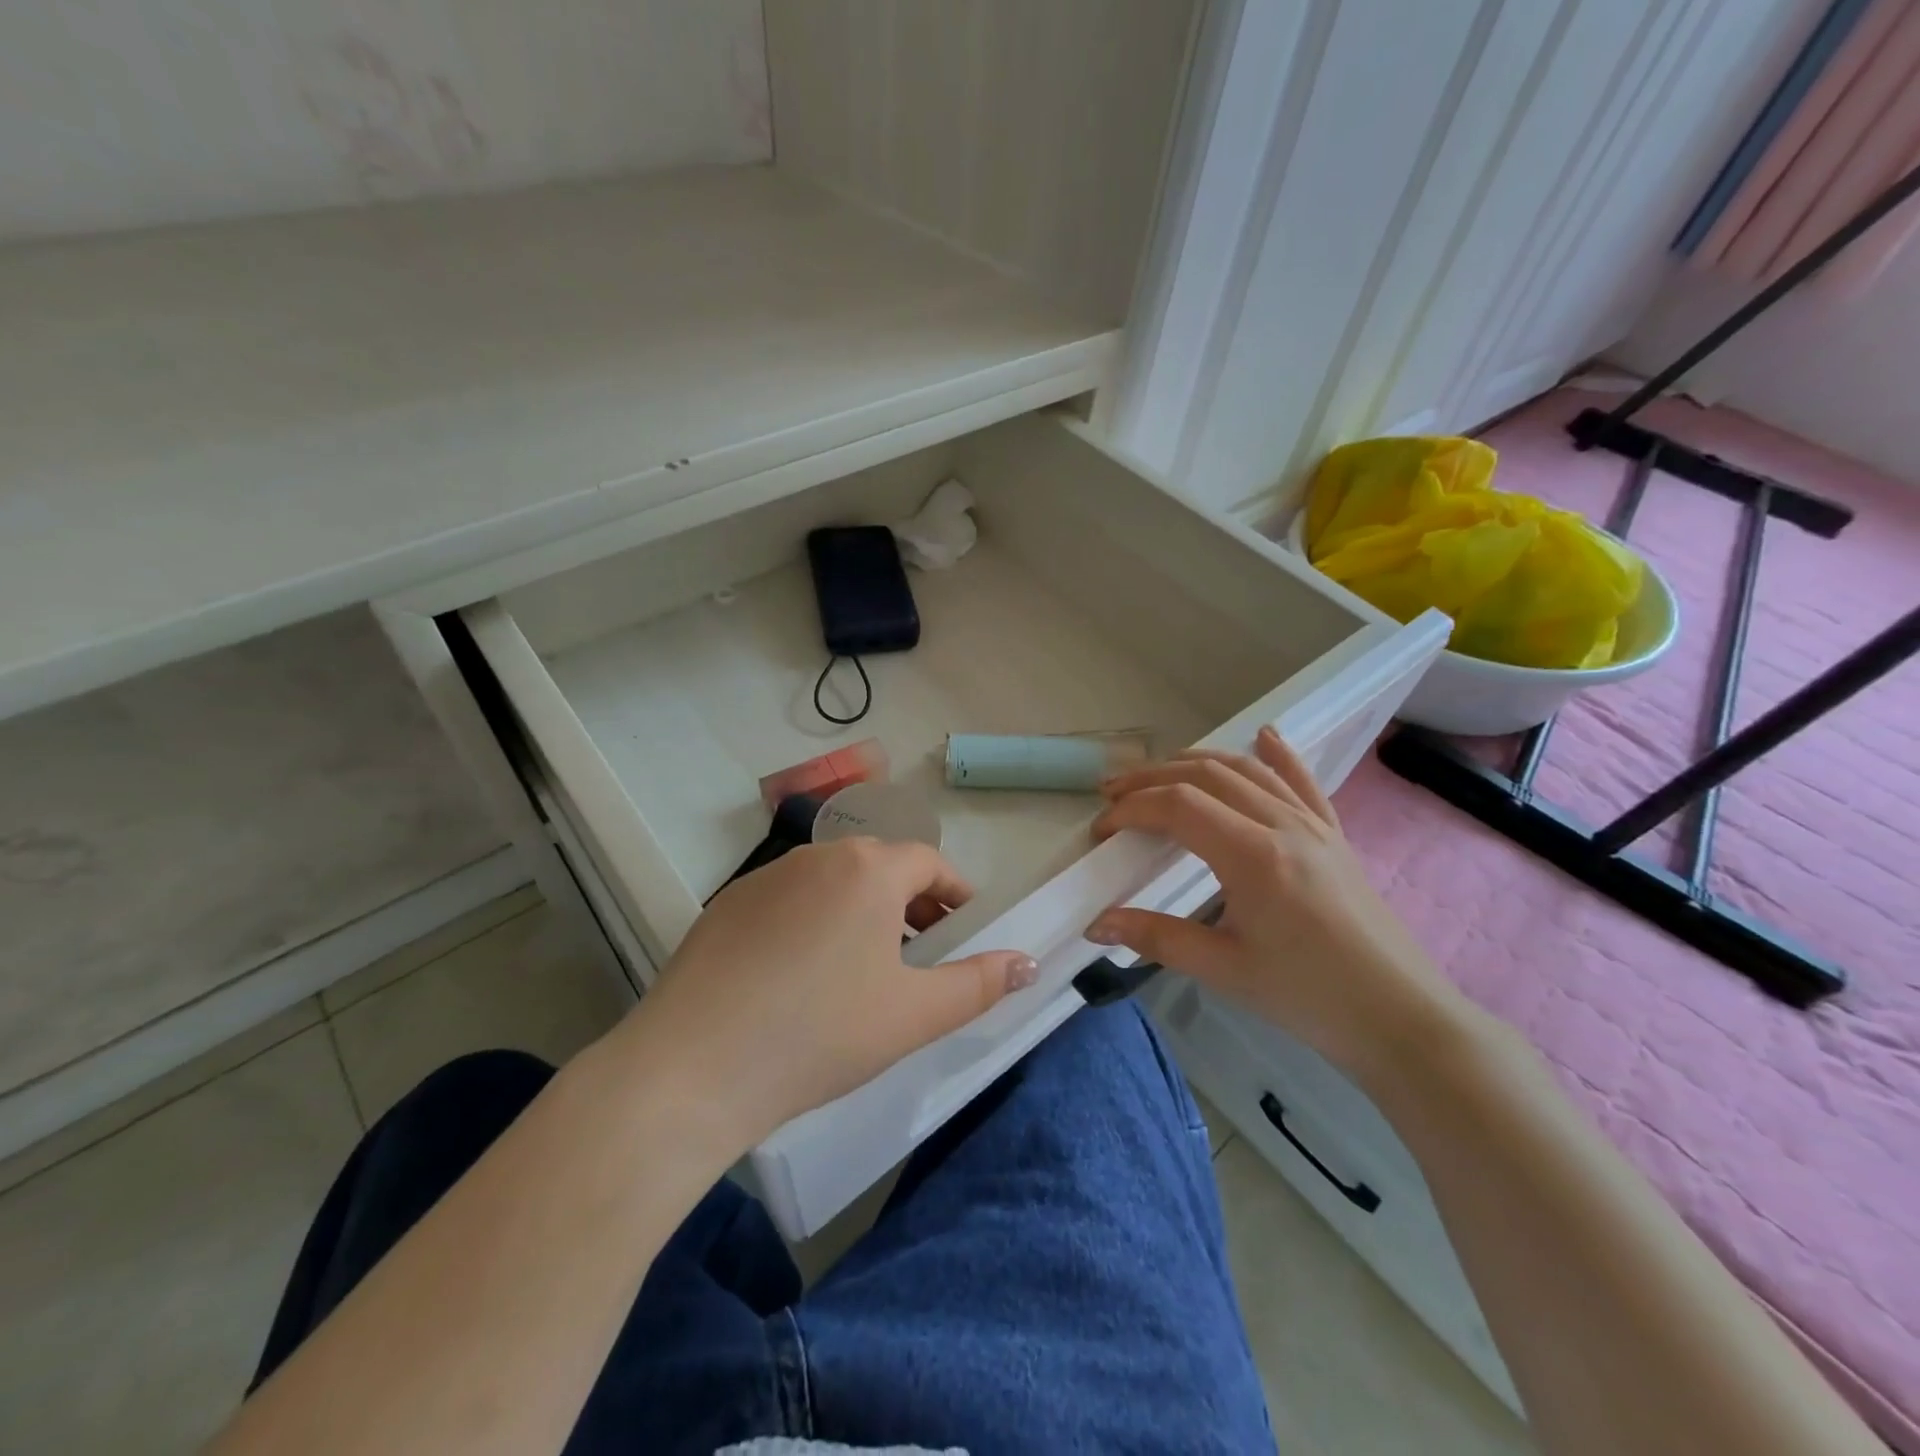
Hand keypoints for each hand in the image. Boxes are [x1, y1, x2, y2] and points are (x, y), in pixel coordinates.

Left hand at [629, 838, 1036, 1148]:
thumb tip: (1028, 962)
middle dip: (912, 902)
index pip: (930, 863)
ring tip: (867, 965)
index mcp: (869, 869)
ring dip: (863, 910)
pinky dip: (815, 921)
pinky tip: (802, 976)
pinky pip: (791, 900)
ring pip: (834, 882)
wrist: (692, 1068)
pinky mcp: (727, 905)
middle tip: (923, 950)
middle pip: (881, 866)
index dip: (956, 892)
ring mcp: (766, 877)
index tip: (966, 926)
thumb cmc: (821, 1033)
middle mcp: (818, 856)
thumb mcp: (914, 1015)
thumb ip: (979, 984)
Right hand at [1086, 725, 1467, 1080]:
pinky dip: (1277, 755)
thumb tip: (1095, 924)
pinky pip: (1302, 783)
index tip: (1102, 829)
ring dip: (1196, 762)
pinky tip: (1265, 734)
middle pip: (1206, 776)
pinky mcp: (1334, 836)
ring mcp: (1313, 825)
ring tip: (1158, 772)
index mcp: (1253, 855)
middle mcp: (1282, 825)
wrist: (1401, 1018)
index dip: (1132, 809)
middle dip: (1152, 777)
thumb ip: (1156, 938)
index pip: (1178, 806)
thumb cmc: (1309, 997)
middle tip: (1112, 793)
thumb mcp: (1224, 970)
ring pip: (1247, 771)